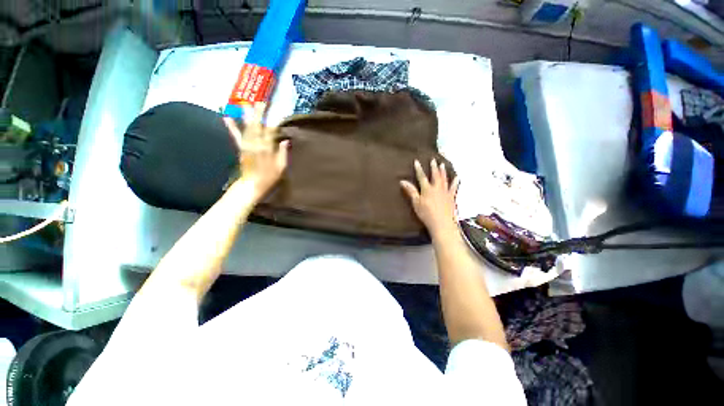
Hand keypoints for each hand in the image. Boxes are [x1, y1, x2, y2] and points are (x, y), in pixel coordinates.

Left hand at [223, 103, 288, 198]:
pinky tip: (226, 117)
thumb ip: (283, 153)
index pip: (271, 131)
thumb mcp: (281, 167)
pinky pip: (236, 135)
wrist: (252, 185)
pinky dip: (231, 126)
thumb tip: (285, 140)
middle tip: (261, 102)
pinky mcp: (241, 148)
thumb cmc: (270, 177)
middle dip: (259, 113)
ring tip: (245, 103)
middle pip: (258, 125)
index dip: (274, 121)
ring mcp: (247, 145)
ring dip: (246, 115)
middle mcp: (256, 144)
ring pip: (247, 127)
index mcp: (268, 149)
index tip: (278, 112)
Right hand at [400, 159, 459, 237]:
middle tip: (433, 160)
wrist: (442, 223)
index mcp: (427, 189)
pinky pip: (454, 187)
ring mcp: (445, 192)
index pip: (421, 177)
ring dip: (443, 171)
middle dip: (433, 167)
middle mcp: (437, 188)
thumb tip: (402, 181)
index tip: (417, 161)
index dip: (419, 169)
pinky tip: (457, 177)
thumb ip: (410, 191)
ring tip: (442, 164)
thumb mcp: (416, 202)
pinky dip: (455, 181)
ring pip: (444, 179)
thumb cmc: (426, 214)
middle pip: (435, 175)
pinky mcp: (452, 197)